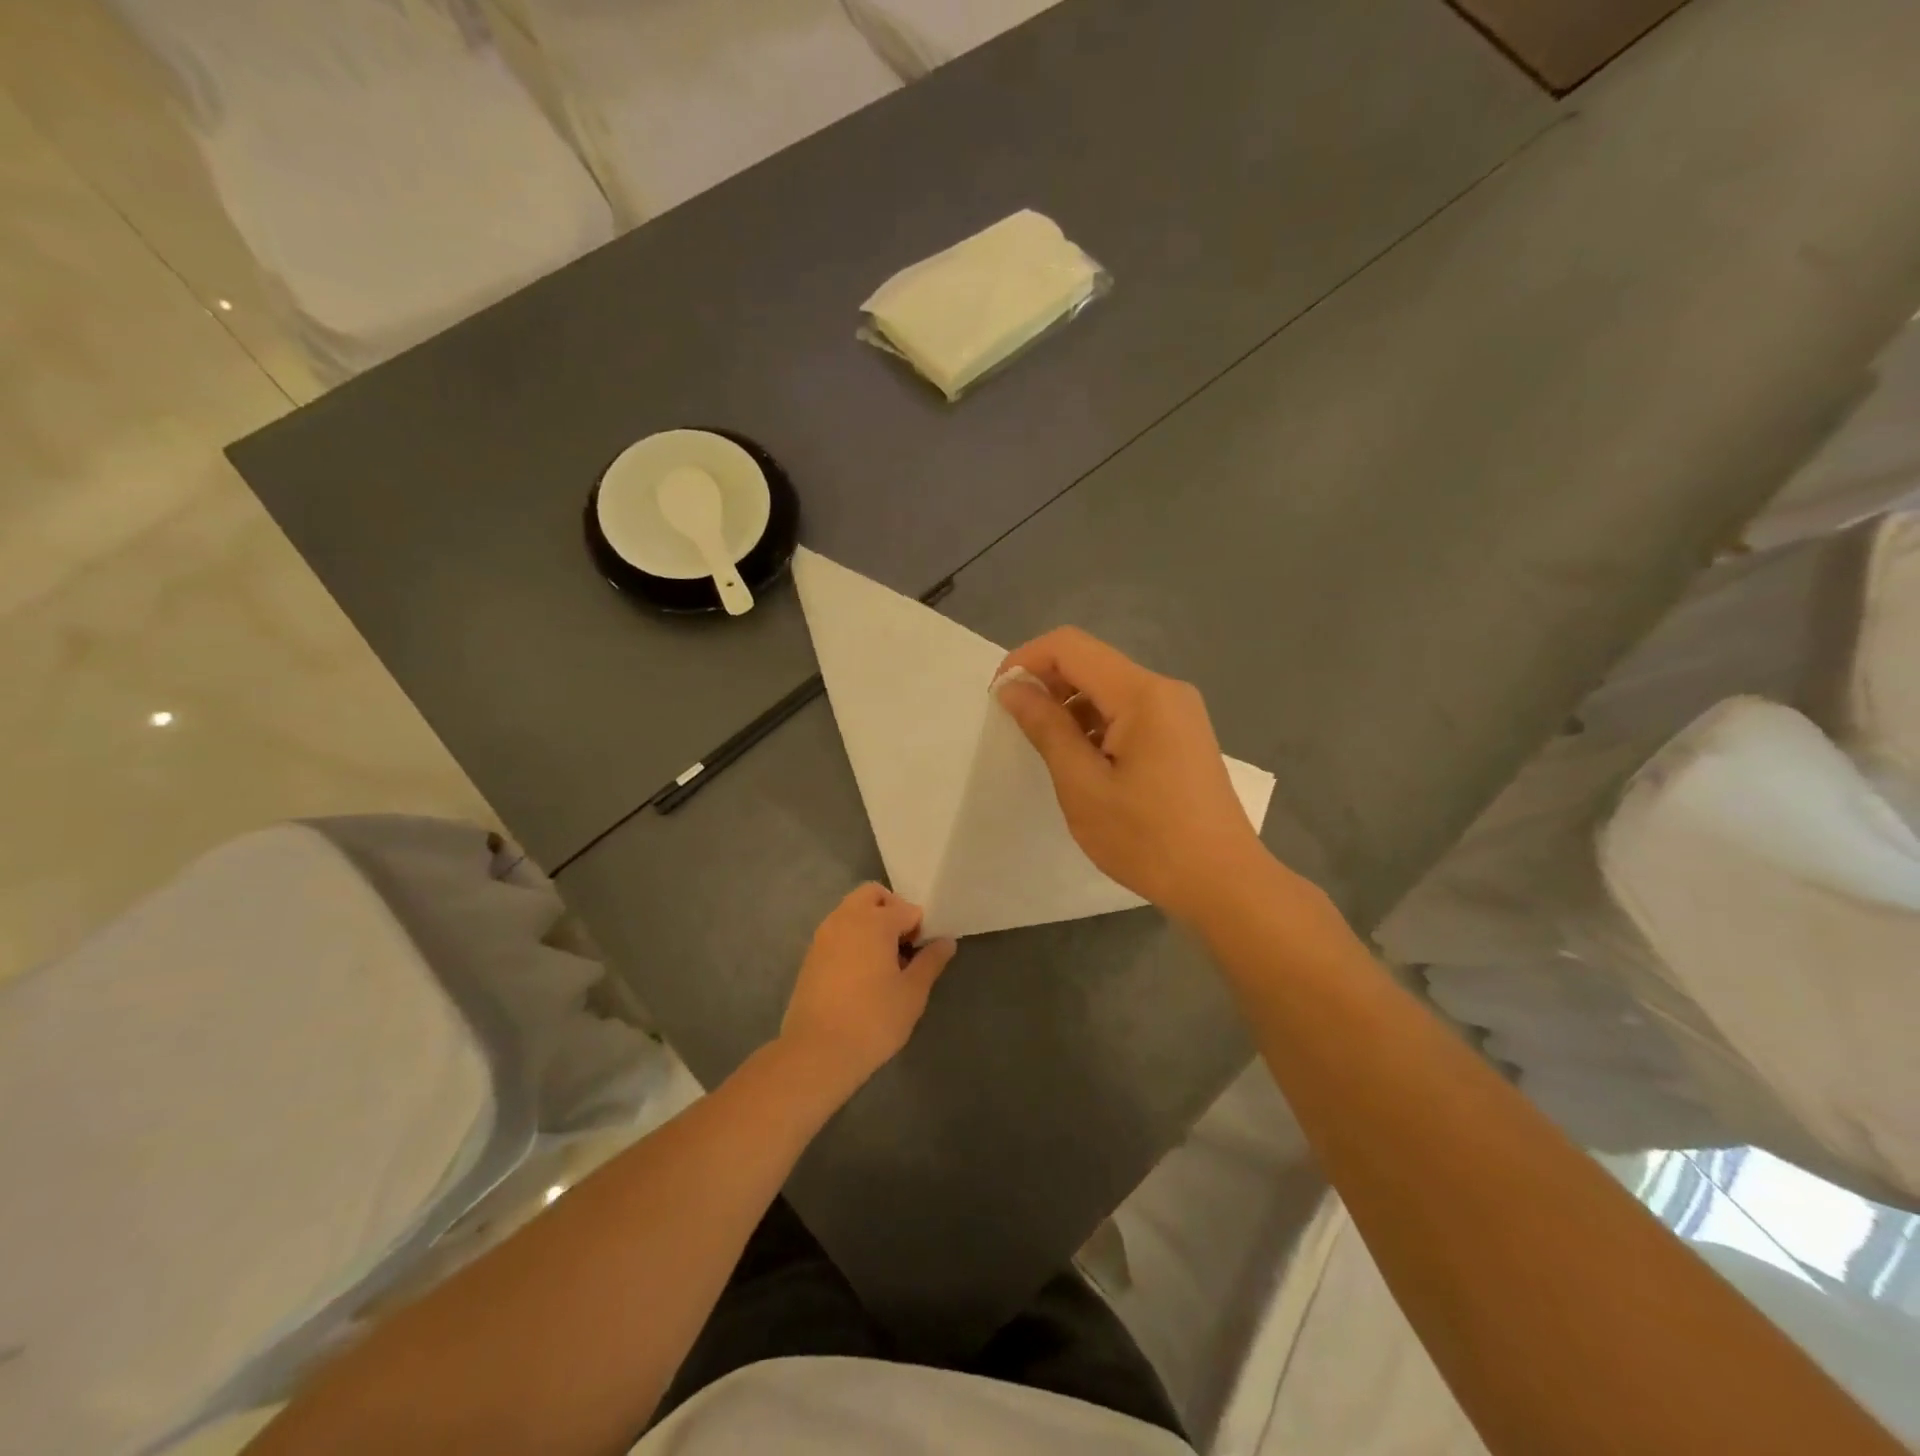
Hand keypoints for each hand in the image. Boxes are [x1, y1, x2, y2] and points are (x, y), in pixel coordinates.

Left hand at [780, 884, 956, 1088]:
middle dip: (892, 911)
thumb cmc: (873, 1020)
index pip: (907, 908)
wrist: (817, 1052)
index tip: (923, 953)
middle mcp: (845, 918)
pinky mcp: (811, 955)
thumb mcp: (912, 993)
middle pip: (872, 895)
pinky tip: (861, 974)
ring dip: (870, 923)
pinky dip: (852, 938)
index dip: (920, 928)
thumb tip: (946, 941)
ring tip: (883, 962)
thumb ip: (930, 961)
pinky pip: (837, 931)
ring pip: (851, 911)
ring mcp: (824, 935)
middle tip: (903, 945)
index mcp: (874, 922)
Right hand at [996, 627, 1273, 923]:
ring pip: (1108, 688)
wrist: (1223, 882)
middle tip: (1018, 728)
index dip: (1025, 660)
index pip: (1070, 646)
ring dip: (1070, 707)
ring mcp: (1178, 711)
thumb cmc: (1147, 839)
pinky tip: (1085, 763)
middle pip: (1091, 662)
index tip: (998, 697)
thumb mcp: (1083, 785)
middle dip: (1047, 684)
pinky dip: (1096, 724)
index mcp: (1142, 693)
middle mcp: (1164, 689)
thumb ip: (1046, 728)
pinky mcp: (1182, 733)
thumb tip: (1012, 686)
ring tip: (1050, 753)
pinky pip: (1128, 711)